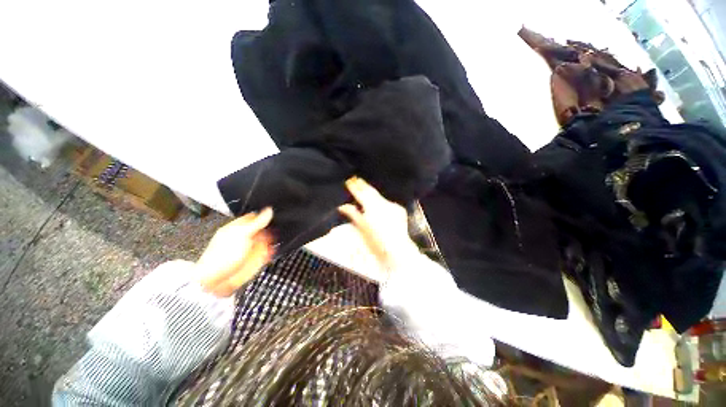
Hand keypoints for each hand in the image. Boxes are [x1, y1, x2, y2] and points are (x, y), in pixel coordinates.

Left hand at [197, 208, 274, 296]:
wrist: (217, 280)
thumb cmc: (222, 256)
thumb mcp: (242, 234)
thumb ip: (257, 222)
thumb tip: (269, 210)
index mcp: (238, 228)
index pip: (254, 217)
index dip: (264, 215)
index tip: (275, 214)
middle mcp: (245, 237)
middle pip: (263, 228)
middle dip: (271, 228)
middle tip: (276, 228)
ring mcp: (251, 248)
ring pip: (267, 240)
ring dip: (273, 239)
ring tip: (275, 239)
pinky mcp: (256, 259)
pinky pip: (268, 252)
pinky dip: (272, 251)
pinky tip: (273, 250)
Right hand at [338, 177, 417, 270]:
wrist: (398, 248)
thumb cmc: (377, 241)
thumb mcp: (362, 228)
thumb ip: (353, 214)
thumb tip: (342, 206)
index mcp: (372, 208)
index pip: (361, 194)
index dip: (354, 187)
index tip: (349, 182)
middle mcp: (382, 203)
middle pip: (370, 191)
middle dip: (363, 185)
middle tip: (356, 179)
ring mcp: (392, 205)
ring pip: (379, 195)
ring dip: (371, 192)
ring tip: (365, 187)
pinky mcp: (399, 208)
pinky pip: (387, 202)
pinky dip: (381, 201)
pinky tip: (378, 202)